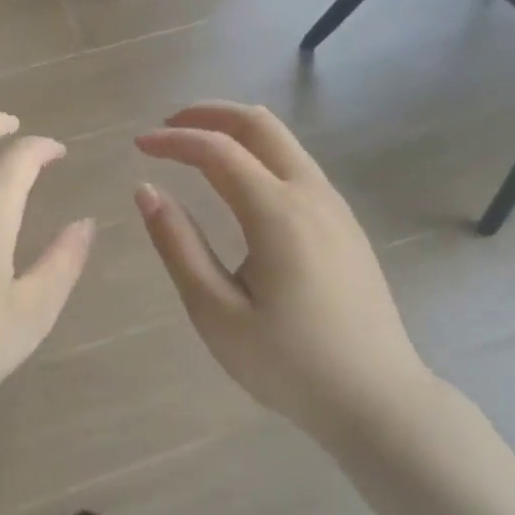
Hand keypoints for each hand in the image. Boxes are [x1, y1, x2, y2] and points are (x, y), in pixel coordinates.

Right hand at [135, 103, 431, 437]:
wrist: (377, 400)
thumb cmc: (288, 363)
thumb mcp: (216, 312)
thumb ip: (178, 245)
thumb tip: (146, 191)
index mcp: (277, 213)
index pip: (217, 150)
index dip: (174, 140)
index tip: (138, 144)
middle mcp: (311, 195)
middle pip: (259, 125)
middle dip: (209, 114)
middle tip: (168, 124)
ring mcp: (335, 207)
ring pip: (284, 141)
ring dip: (237, 130)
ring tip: (196, 144)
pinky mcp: (345, 224)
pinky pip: (298, 165)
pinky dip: (260, 152)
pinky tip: (240, 179)